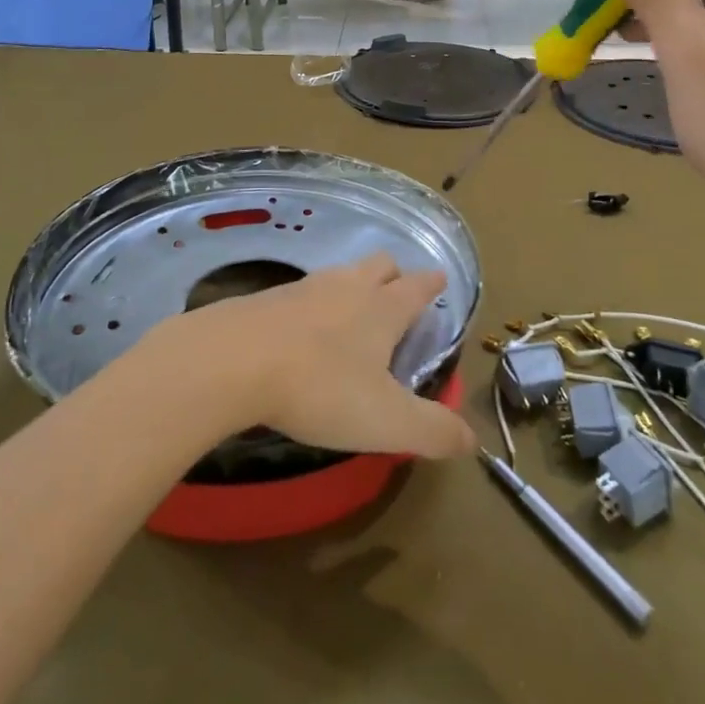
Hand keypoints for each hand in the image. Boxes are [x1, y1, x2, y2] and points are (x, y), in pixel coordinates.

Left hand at [149, 254, 476, 459]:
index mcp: (381, 310)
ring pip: (338, 274)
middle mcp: (345, 288)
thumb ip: (433, 431)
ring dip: (352, 284)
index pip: (415, 288)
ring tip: (351, 306)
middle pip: (377, 264)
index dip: (430, 284)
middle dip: (392, 273)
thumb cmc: (320, 388)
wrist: (233, 361)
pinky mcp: (265, 299)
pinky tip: (301, 327)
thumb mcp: (387, 421)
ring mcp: (302, 288)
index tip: (438, 278)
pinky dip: (311, 303)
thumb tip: (471, 438)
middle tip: (397, 289)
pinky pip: (299, 292)